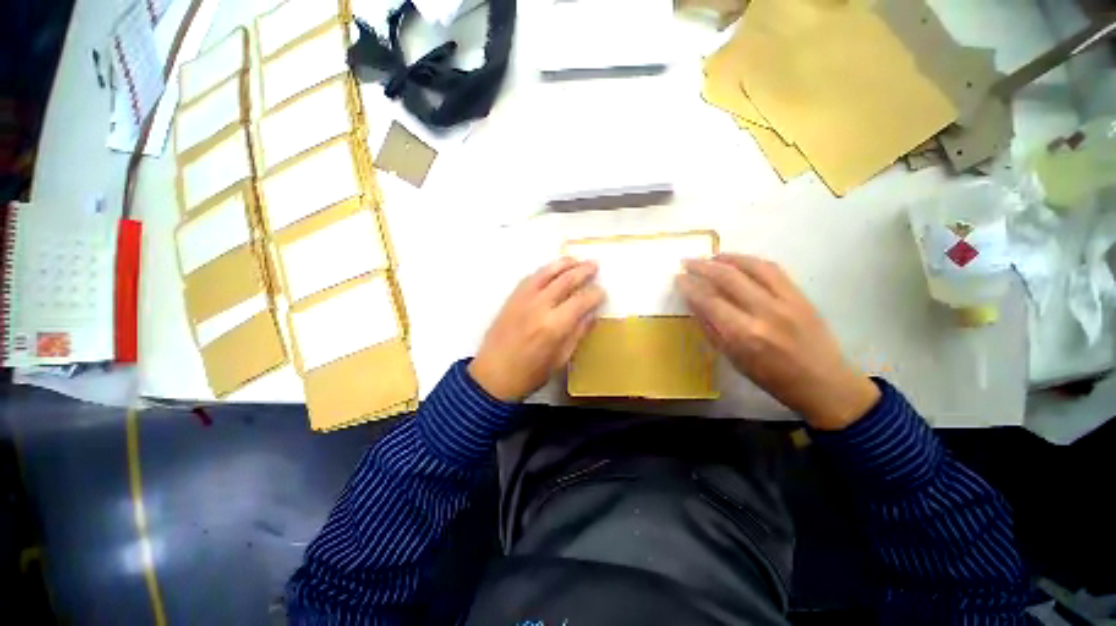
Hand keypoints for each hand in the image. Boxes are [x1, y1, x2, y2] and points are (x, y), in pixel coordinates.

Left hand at [469, 258, 604, 401]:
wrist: (492, 376)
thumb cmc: (530, 374)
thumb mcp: (560, 360)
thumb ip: (577, 334)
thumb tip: (592, 315)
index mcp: (554, 326)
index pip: (581, 301)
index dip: (594, 294)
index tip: (602, 292)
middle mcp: (539, 307)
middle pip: (565, 281)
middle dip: (583, 271)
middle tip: (594, 265)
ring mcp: (523, 300)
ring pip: (546, 273)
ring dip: (563, 264)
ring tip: (576, 260)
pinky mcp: (511, 299)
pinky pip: (530, 278)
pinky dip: (544, 271)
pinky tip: (552, 270)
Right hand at [678, 254, 878, 429]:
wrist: (823, 383)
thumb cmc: (771, 378)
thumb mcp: (733, 358)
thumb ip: (711, 328)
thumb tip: (693, 303)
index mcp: (744, 335)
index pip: (709, 301)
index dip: (690, 287)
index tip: (678, 279)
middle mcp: (764, 312)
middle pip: (728, 278)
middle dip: (703, 266)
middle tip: (687, 262)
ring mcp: (786, 300)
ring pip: (752, 267)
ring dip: (726, 258)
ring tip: (710, 257)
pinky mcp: (800, 295)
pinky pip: (772, 269)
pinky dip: (751, 261)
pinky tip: (738, 260)